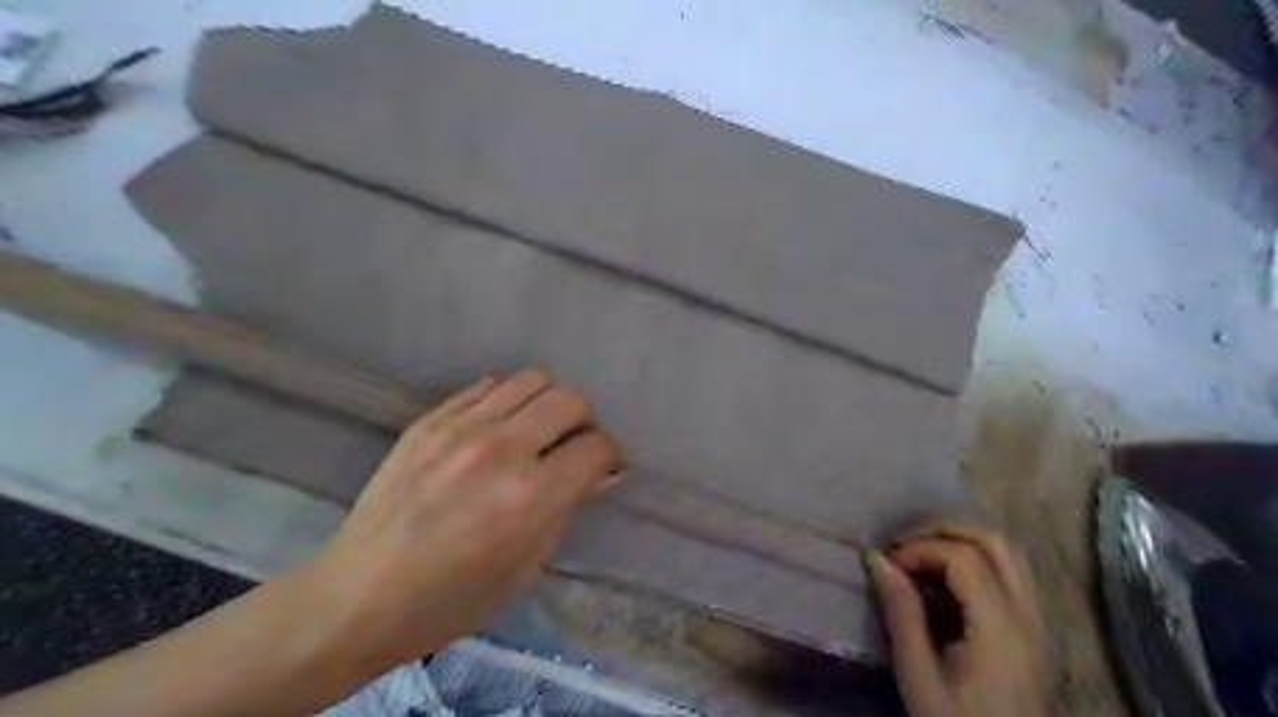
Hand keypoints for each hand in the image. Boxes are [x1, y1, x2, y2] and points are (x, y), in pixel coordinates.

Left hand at [300, 370, 617, 671]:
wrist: (358, 596)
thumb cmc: (450, 600)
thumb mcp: (525, 567)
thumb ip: (565, 509)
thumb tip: (598, 474)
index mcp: (531, 496)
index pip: (596, 446)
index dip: (607, 456)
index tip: (600, 467)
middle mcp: (502, 449)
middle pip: (570, 400)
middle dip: (584, 421)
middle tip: (572, 444)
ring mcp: (461, 428)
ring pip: (531, 380)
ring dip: (546, 402)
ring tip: (536, 429)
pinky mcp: (430, 420)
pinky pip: (486, 385)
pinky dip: (506, 399)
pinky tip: (497, 426)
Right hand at [869, 520, 1047, 716]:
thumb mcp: (918, 675)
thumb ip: (901, 613)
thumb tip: (877, 559)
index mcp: (998, 627)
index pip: (964, 557)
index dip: (920, 548)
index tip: (887, 565)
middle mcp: (1025, 615)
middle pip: (994, 543)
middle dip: (943, 531)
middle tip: (903, 546)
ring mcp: (1034, 622)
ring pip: (1007, 555)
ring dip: (961, 541)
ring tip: (921, 555)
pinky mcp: (1029, 631)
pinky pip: (1009, 574)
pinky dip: (974, 560)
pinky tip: (944, 579)